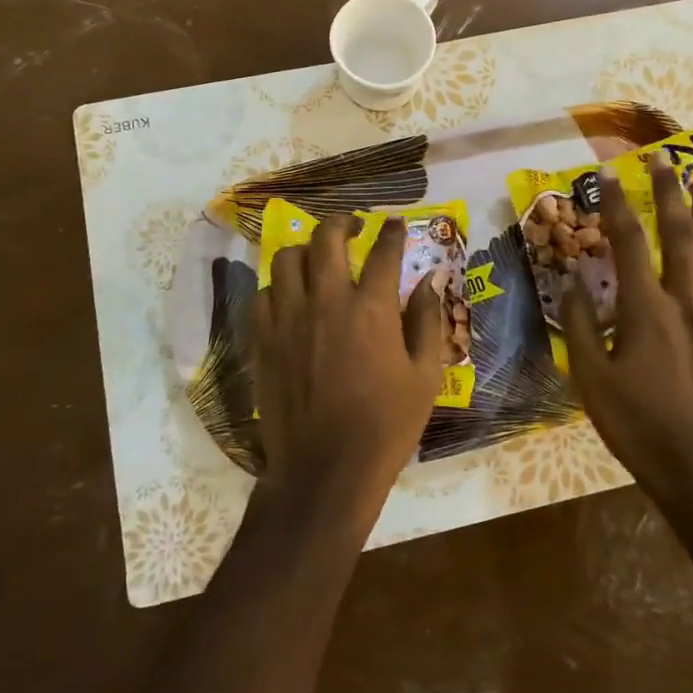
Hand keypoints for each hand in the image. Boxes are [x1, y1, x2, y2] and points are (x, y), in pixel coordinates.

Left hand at [249, 215, 447, 531]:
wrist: (324, 470)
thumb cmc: (386, 426)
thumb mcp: (425, 376)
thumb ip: (428, 321)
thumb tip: (430, 280)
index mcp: (372, 308)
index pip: (384, 251)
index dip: (393, 232)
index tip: (396, 223)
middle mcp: (327, 301)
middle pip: (327, 238)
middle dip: (342, 222)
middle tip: (352, 226)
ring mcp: (288, 318)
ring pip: (287, 259)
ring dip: (306, 250)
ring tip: (317, 259)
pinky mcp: (263, 339)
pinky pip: (264, 293)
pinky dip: (279, 286)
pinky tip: (291, 297)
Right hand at [561, 151, 692, 498]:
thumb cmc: (637, 424)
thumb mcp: (590, 378)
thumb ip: (582, 324)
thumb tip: (574, 279)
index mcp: (645, 309)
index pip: (628, 242)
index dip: (616, 204)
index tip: (607, 173)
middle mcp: (686, 302)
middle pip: (679, 236)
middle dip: (670, 193)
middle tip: (665, 160)